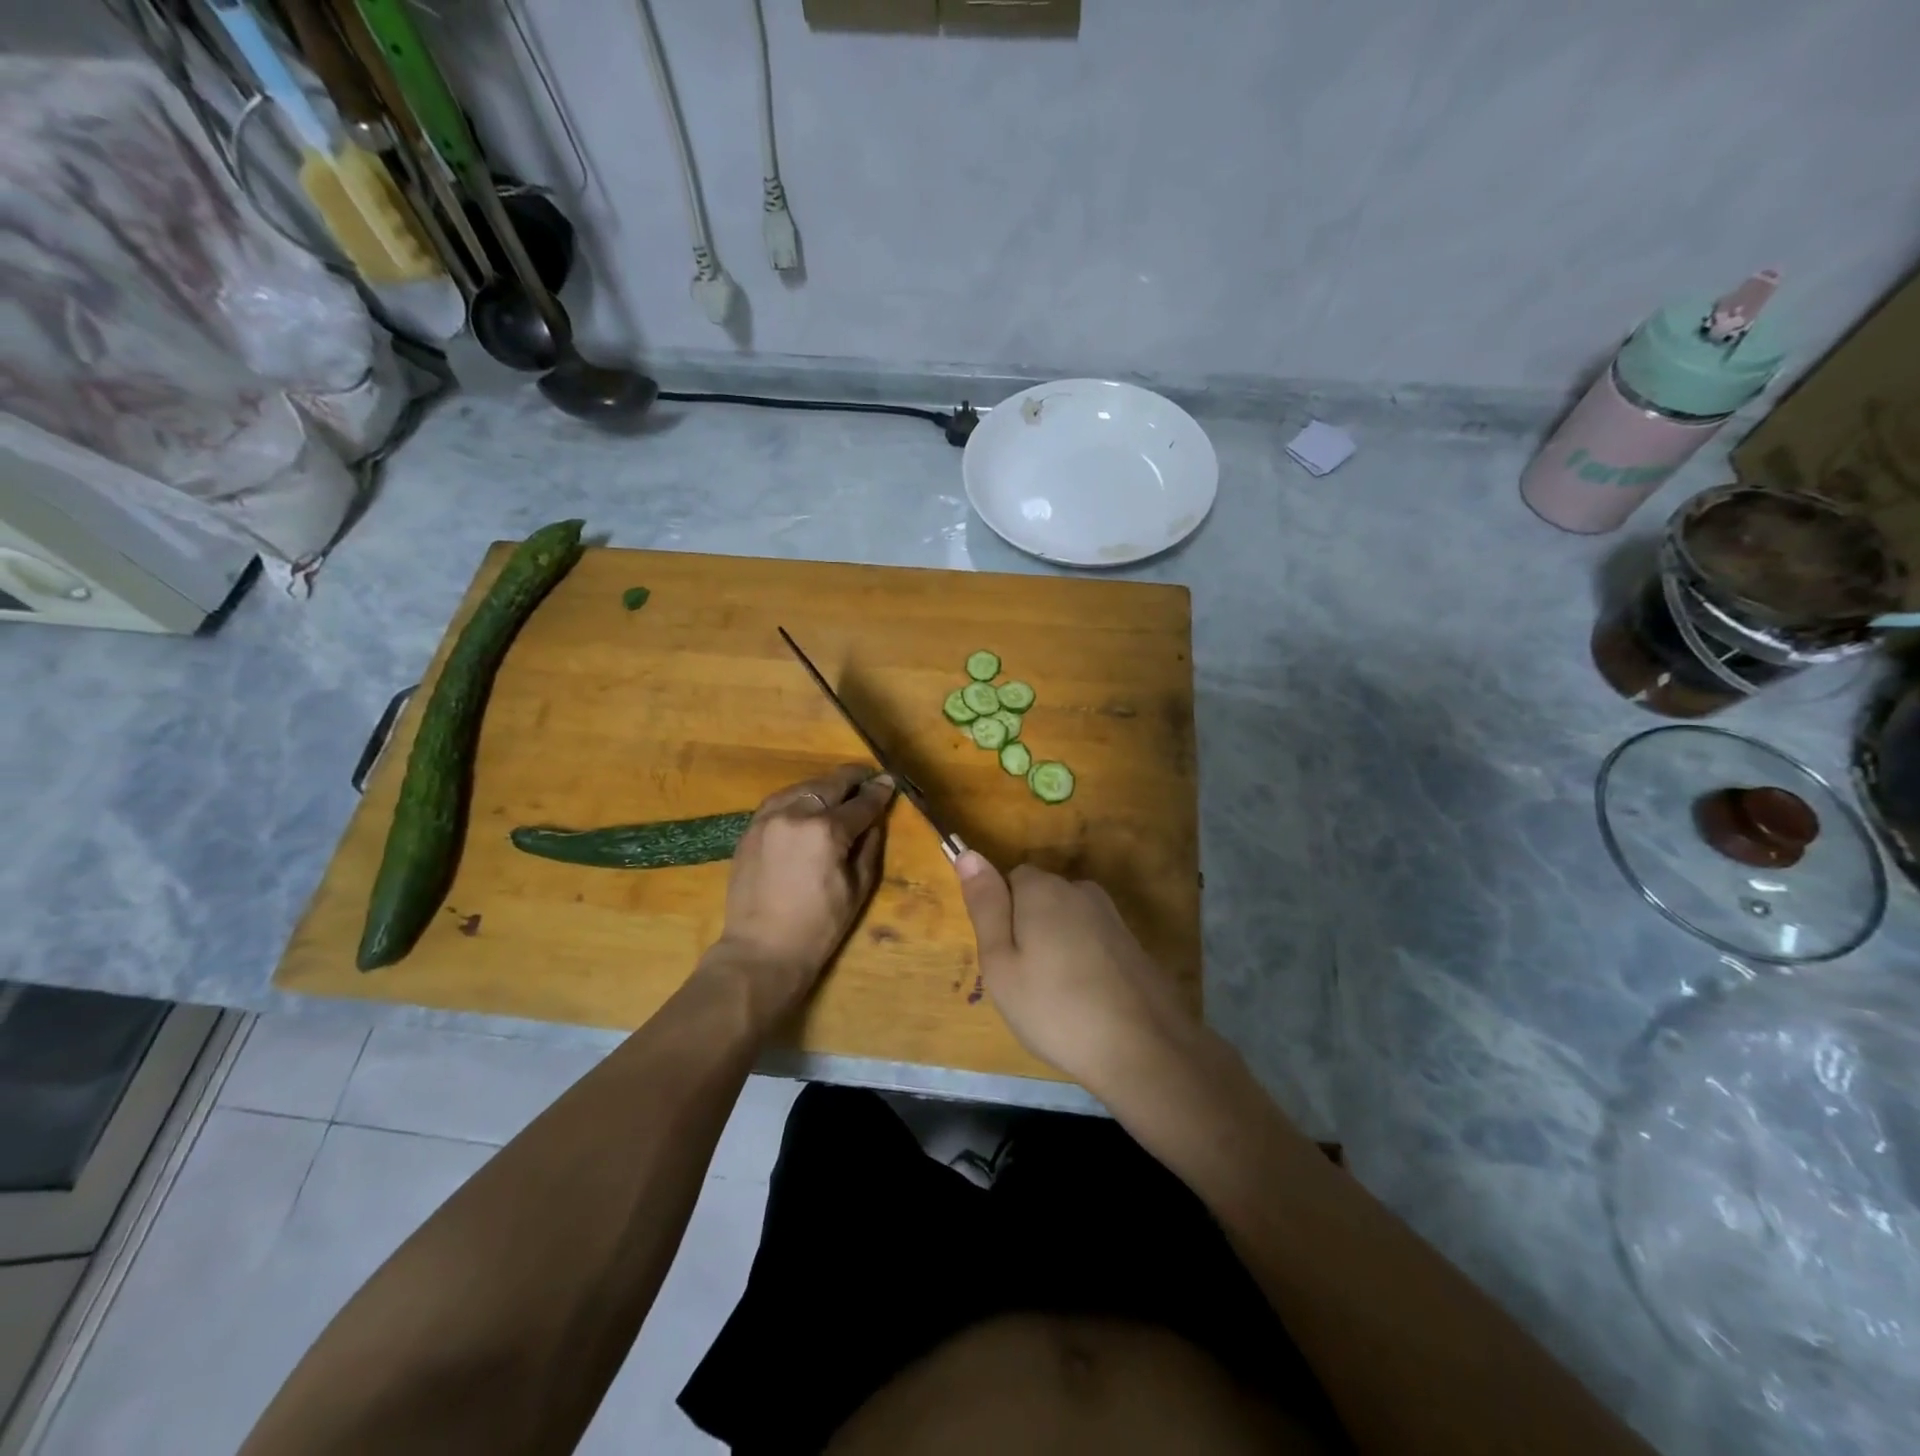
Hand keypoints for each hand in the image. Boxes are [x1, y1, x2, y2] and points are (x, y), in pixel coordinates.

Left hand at [709, 764, 894, 1008]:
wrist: (762, 949)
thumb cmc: (819, 926)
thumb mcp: (858, 888)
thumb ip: (869, 846)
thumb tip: (875, 818)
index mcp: (827, 831)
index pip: (861, 803)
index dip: (879, 792)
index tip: (889, 782)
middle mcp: (797, 814)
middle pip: (831, 784)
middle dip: (853, 779)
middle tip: (869, 778)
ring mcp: (769, 818)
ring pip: (804, 786)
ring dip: (825, 785)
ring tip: (840, 789)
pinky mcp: (751, 828)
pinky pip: (780, 800)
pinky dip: (799, 796)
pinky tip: (809, 803)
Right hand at [954, 853, 1198, 1095]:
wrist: (1143, 1048)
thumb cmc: (1055, 1008)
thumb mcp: (1000, 963)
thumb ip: (985, 905)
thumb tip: (967, 853)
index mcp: (1043, 889)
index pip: (1010, 879)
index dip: (1001, 916)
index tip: (1004, 958)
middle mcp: (1079, 889)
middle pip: (1040, 897)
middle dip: (1028, 928)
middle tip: (1025, 982)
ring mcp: (1111, 915)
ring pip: (1066, 920)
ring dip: (1056, 946)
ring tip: (1056, 995)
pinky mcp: (1132, 942)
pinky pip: (1091, 940)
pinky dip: (1082, 961)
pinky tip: (1085, 998)